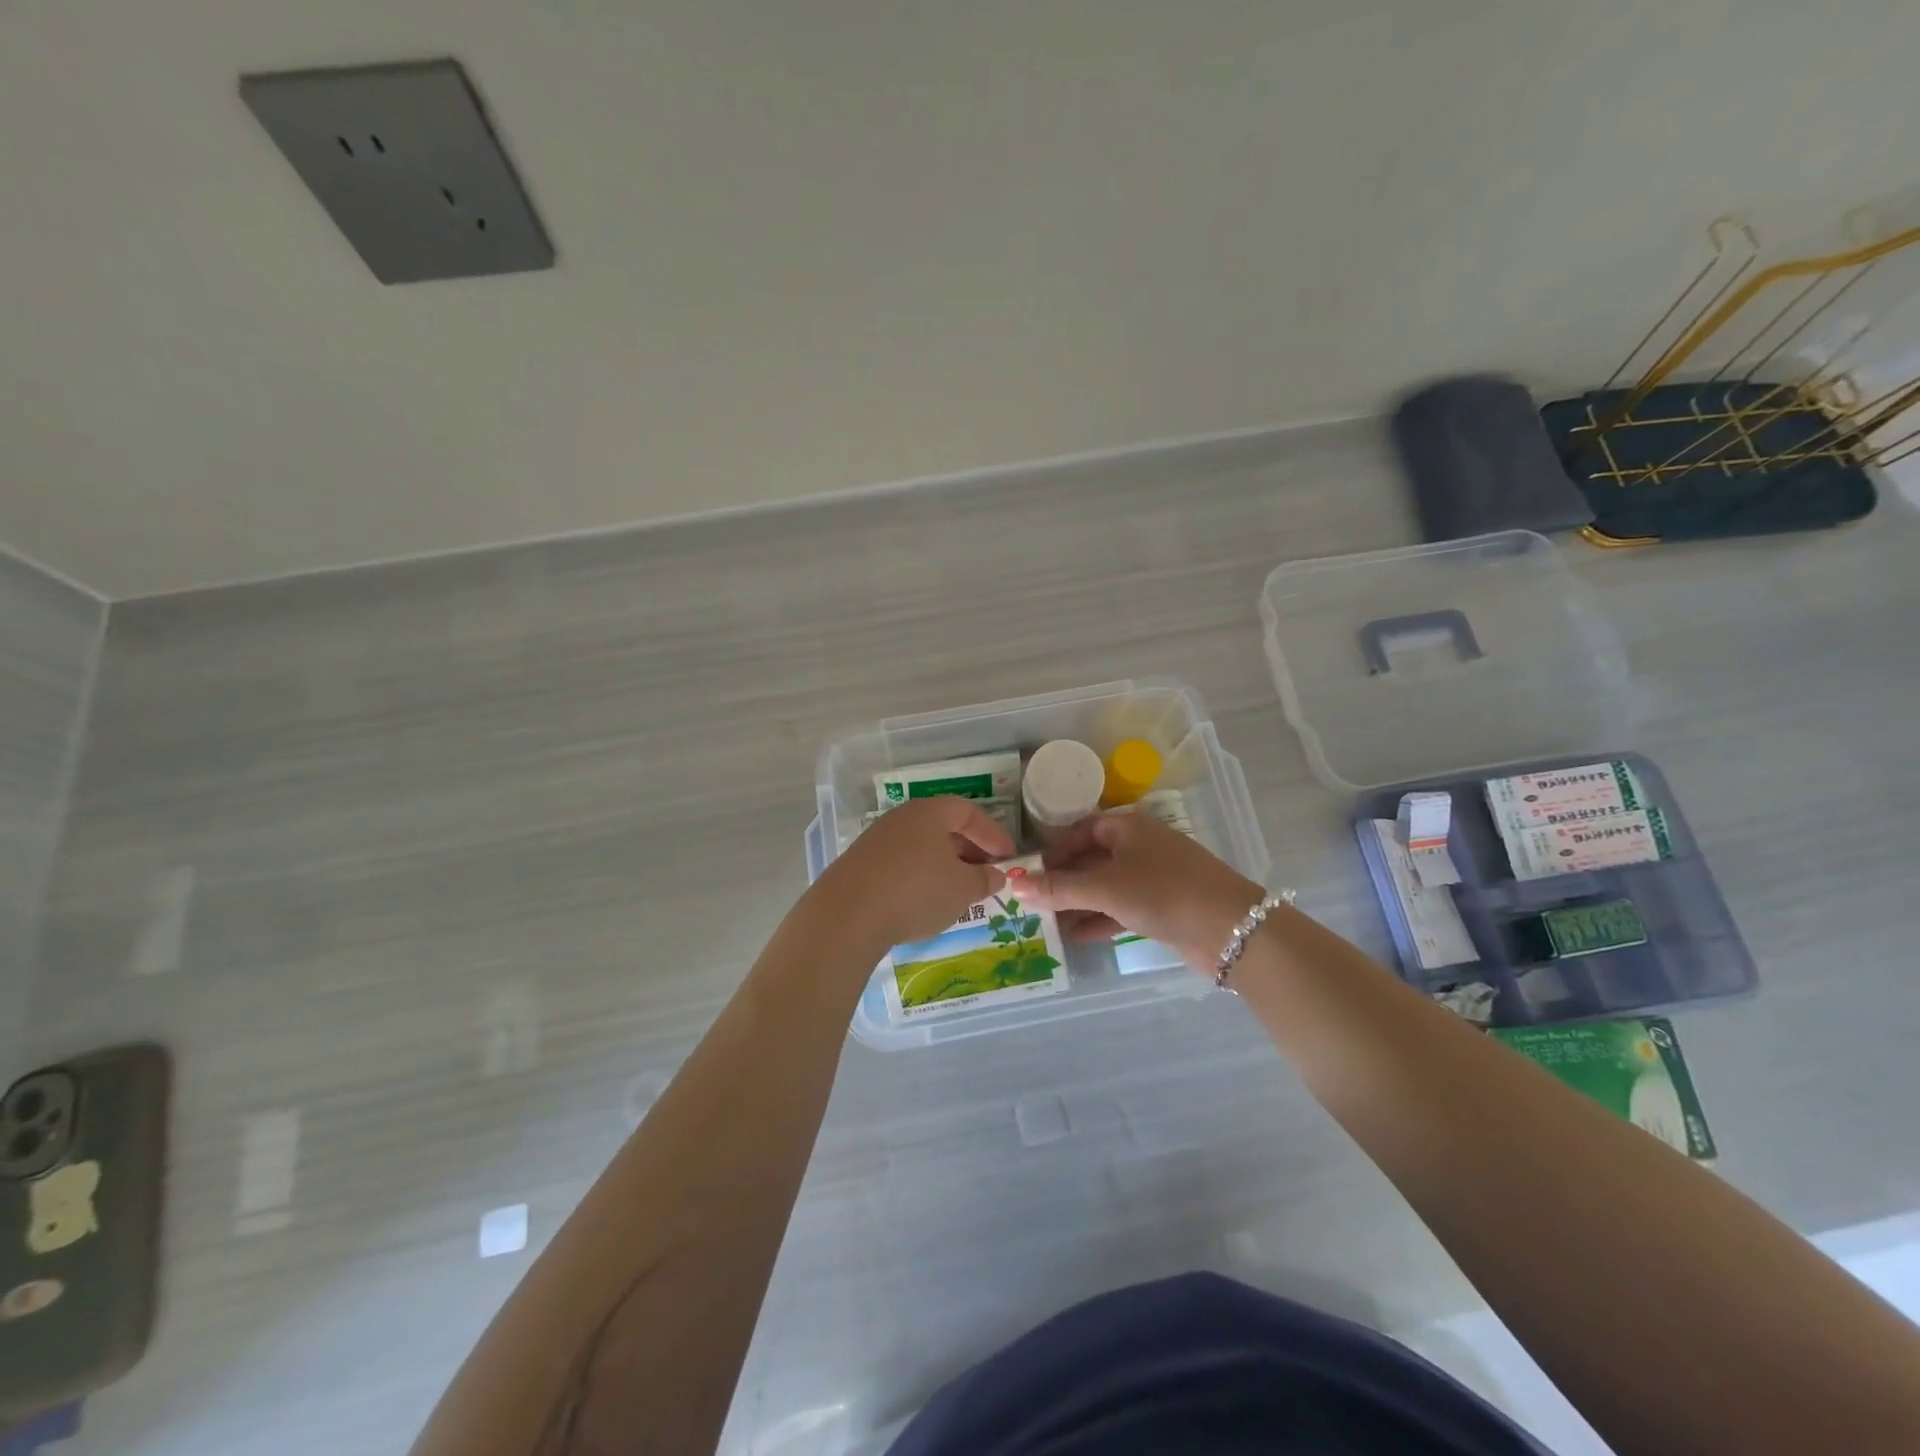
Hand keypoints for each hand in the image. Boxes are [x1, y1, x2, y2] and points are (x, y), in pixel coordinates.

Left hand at [811, 796, 1013, 951]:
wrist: (848, 914)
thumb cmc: (917, 891)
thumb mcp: (963, 889)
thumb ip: (985, 879)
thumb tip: (996, 874)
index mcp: (931, 812)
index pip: (968, 812)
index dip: (992, 834)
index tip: (1008, 857)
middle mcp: (902, 818)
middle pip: (943, 827)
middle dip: (969, 850)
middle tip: (985, 875)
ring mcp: (877, 839)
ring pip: (921, 846)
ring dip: (943, 865)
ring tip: (958, 892)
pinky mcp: (860, 864)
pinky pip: (900, 863)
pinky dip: (919, 877)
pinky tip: (923, 902)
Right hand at [1014, 813, 1262, 974]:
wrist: (1230, 929)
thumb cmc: (1162, 892)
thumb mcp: (1105, 888)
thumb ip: (1059, 888)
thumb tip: (1014, 884)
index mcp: (1129, 828)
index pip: (1082, 831)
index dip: (1056, 852)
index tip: (1032, 875)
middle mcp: (1141, 847)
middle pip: (1093, 860)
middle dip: (1064, 882)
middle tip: (1033, 903)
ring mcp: (1155, 878)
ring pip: (1107, 887)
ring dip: (1079, 904)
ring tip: (1047, 923)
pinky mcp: (1164, 907)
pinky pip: (1122, 909)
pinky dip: (1100, 920)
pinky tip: (1075, 937)